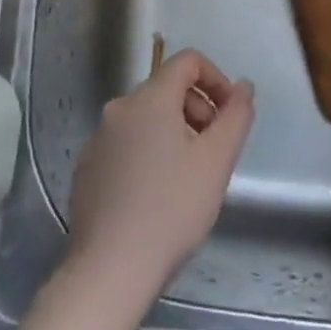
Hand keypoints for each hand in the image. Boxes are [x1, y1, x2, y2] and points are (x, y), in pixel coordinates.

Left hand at [67, 49, 255, 296]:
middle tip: (214, 153)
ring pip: (146, 120)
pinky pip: (126, 145)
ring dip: (175, 134)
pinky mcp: (87, 169)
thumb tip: (243, 87)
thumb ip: (236, 115)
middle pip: (167, 90)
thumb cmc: (172, 208)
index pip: (187, 61)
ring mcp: (97, 140)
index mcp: (149, 99)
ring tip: (189, 179)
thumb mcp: (217, 161)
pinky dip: (149, 155)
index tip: (229, 116)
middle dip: (198, 111)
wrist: (111, 268)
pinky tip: (158, 196)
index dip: (216, 79)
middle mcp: (118, 109)